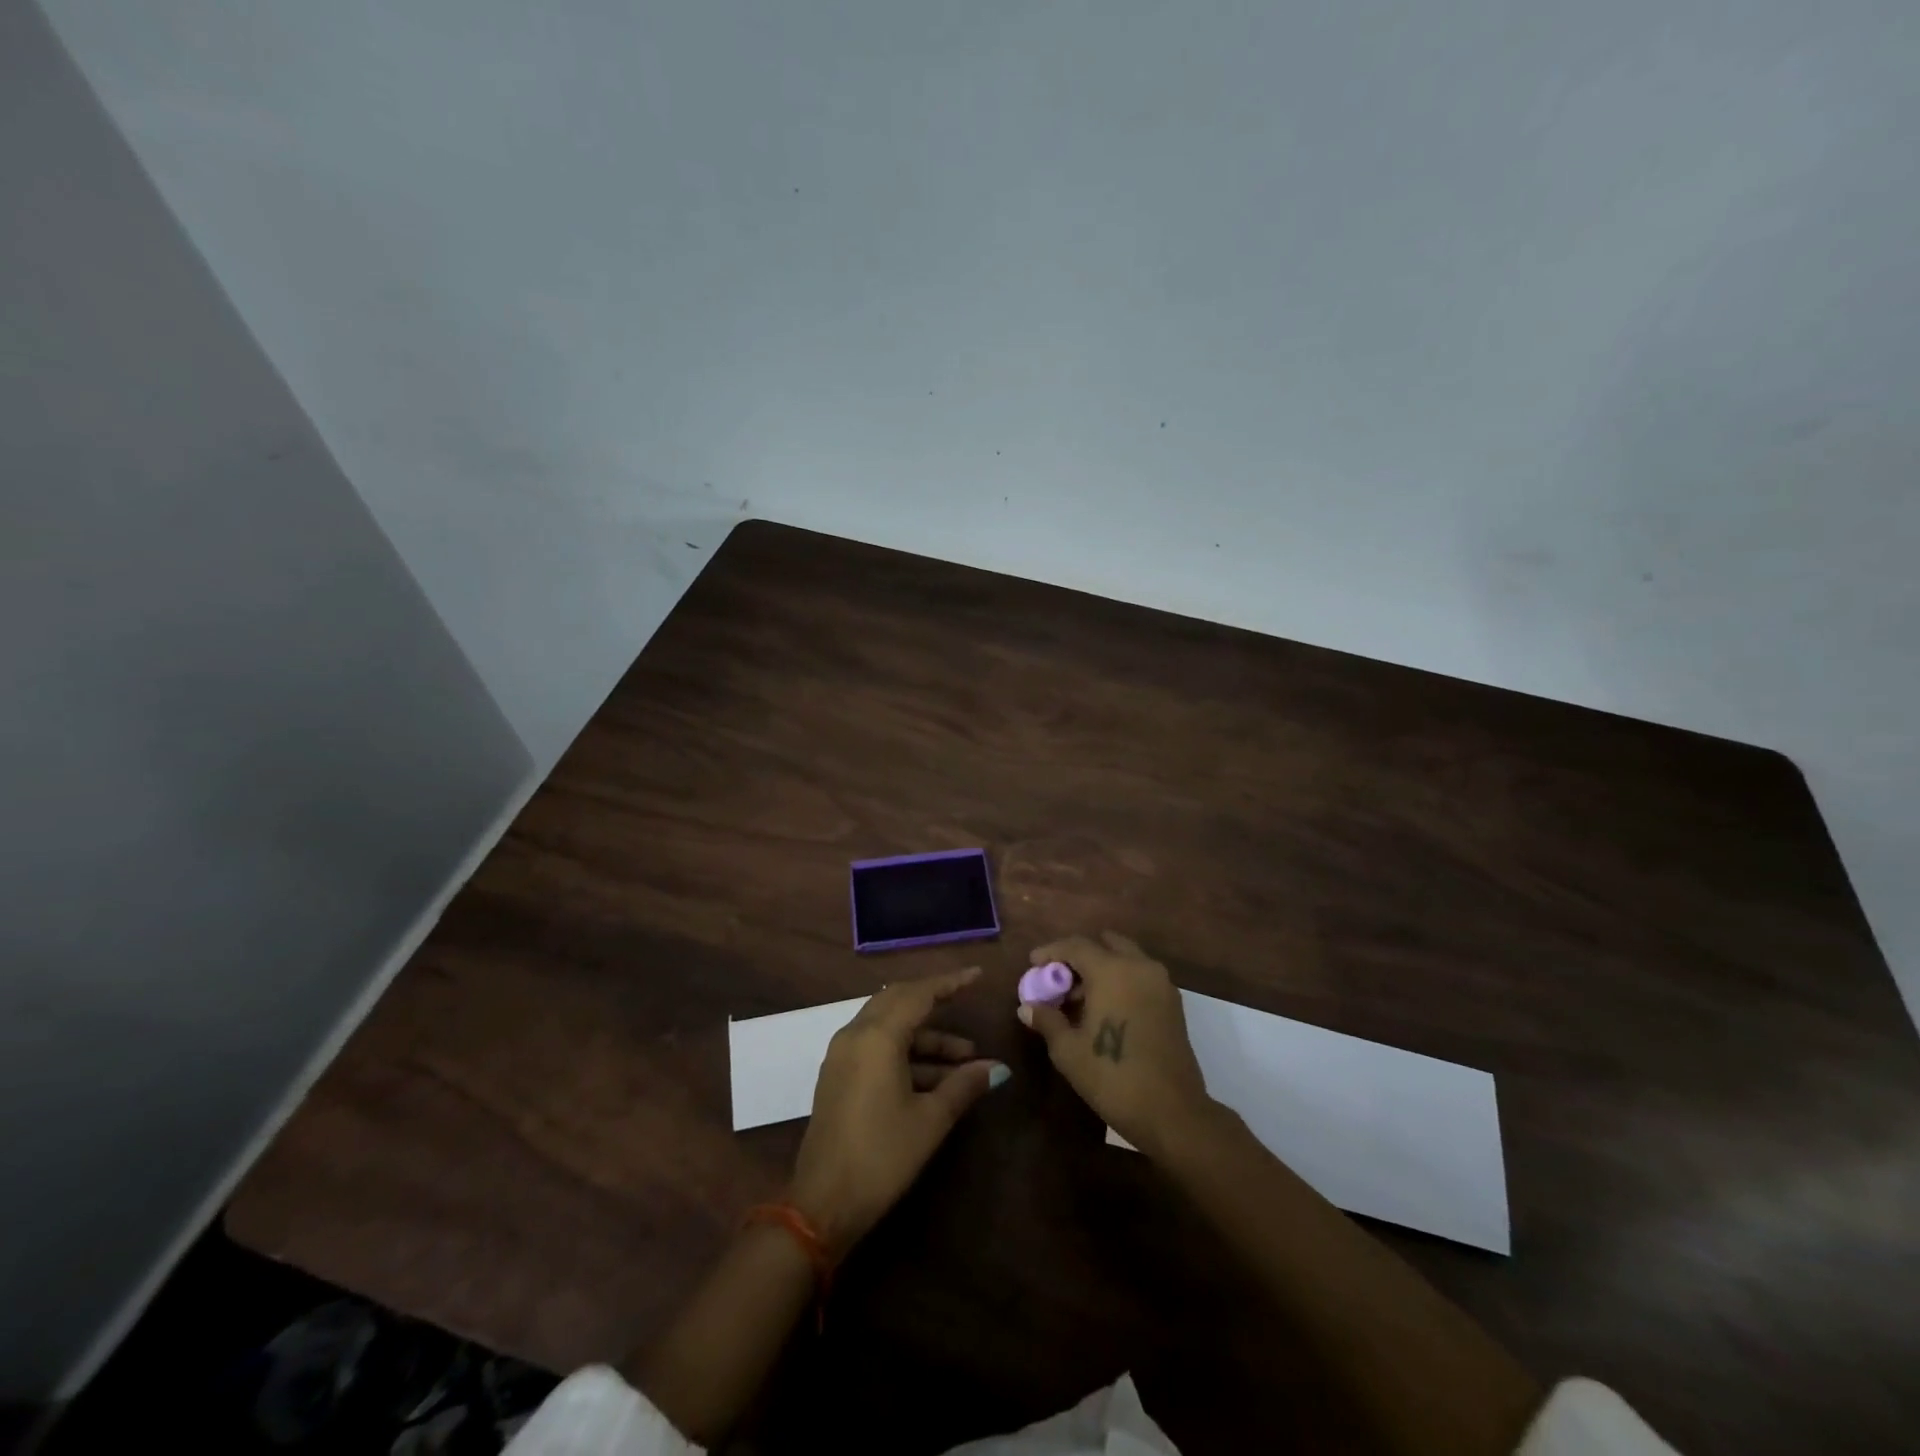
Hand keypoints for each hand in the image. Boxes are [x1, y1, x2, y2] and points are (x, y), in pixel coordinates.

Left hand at [789, 966, 1007, 1256]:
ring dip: (925, 1037)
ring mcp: (843, 1056)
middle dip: (934, 1003)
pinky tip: (936, 1078)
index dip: (950, 983)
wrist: (823, 1204)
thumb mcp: (930, 1120)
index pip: (918, 994)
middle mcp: (855, 1035)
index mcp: (877, 1037)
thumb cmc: (882, 1156)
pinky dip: (906, 1053)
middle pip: (899, 1002)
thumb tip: (996, 1068)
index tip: (977, 976)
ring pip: (889, 1027)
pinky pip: (876, 1047)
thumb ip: (963, 1086)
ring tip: (965, 1060)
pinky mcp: (839, 1076)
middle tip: (966, 1003)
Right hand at [1019, 932, 1212, 1157]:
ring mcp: (1161, 983)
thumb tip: (1027, 1007)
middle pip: (1105, 944)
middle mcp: (1139, 967)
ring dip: (1102, 967)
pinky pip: (1140, 975)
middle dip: (1080, 956)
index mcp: (1112, 970)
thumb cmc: (1113, 1077)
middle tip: (1060, 979)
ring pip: (1126, 958)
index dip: (1051, 951)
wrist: (1173, 1113)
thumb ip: (1047, 1020)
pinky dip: (1121, 979)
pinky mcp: (1173, 1002)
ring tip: (1080, 998)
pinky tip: (1105, 1009)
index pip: (1076, 946)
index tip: (1033, 964)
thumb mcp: (1068, 1051)